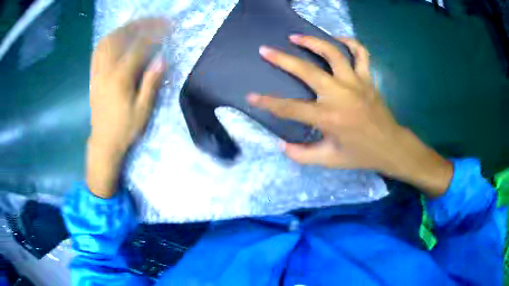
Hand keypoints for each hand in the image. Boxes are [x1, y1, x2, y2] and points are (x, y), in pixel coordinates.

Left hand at [86, 18, 169, 197]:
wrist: (103, 141)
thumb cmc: (124, 128)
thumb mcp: (143, 110)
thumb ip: (151, 83)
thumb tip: (162, 59)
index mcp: (120, 78)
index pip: (138, 47)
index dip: (154, 34)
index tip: (167, 27)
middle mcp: (106, 70)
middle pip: (120, 38)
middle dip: (139, 25)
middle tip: (154, 21)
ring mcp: (97, 72)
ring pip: (107, 41)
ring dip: (123, 29)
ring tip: (137, 26)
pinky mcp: (93, 76)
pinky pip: (98, 51)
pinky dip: (109, 39)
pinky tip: (116, 38)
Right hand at [248, 35, 451, 196]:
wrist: (390, 146)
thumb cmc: (360, 155)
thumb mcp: (329, 161)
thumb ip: (302, 154)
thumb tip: (281, 145)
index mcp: (329, 118)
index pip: (290, 108)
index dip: (268, 102)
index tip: (251, 97)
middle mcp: (340, 95)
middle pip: (307, 71)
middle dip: (282, 60)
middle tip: (265, 50)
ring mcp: (356, 83)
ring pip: (334, 53)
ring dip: (313, 42)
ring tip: (296, 36)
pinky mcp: (367, 78)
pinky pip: (361, 53)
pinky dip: (350, 43)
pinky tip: (337, 40)